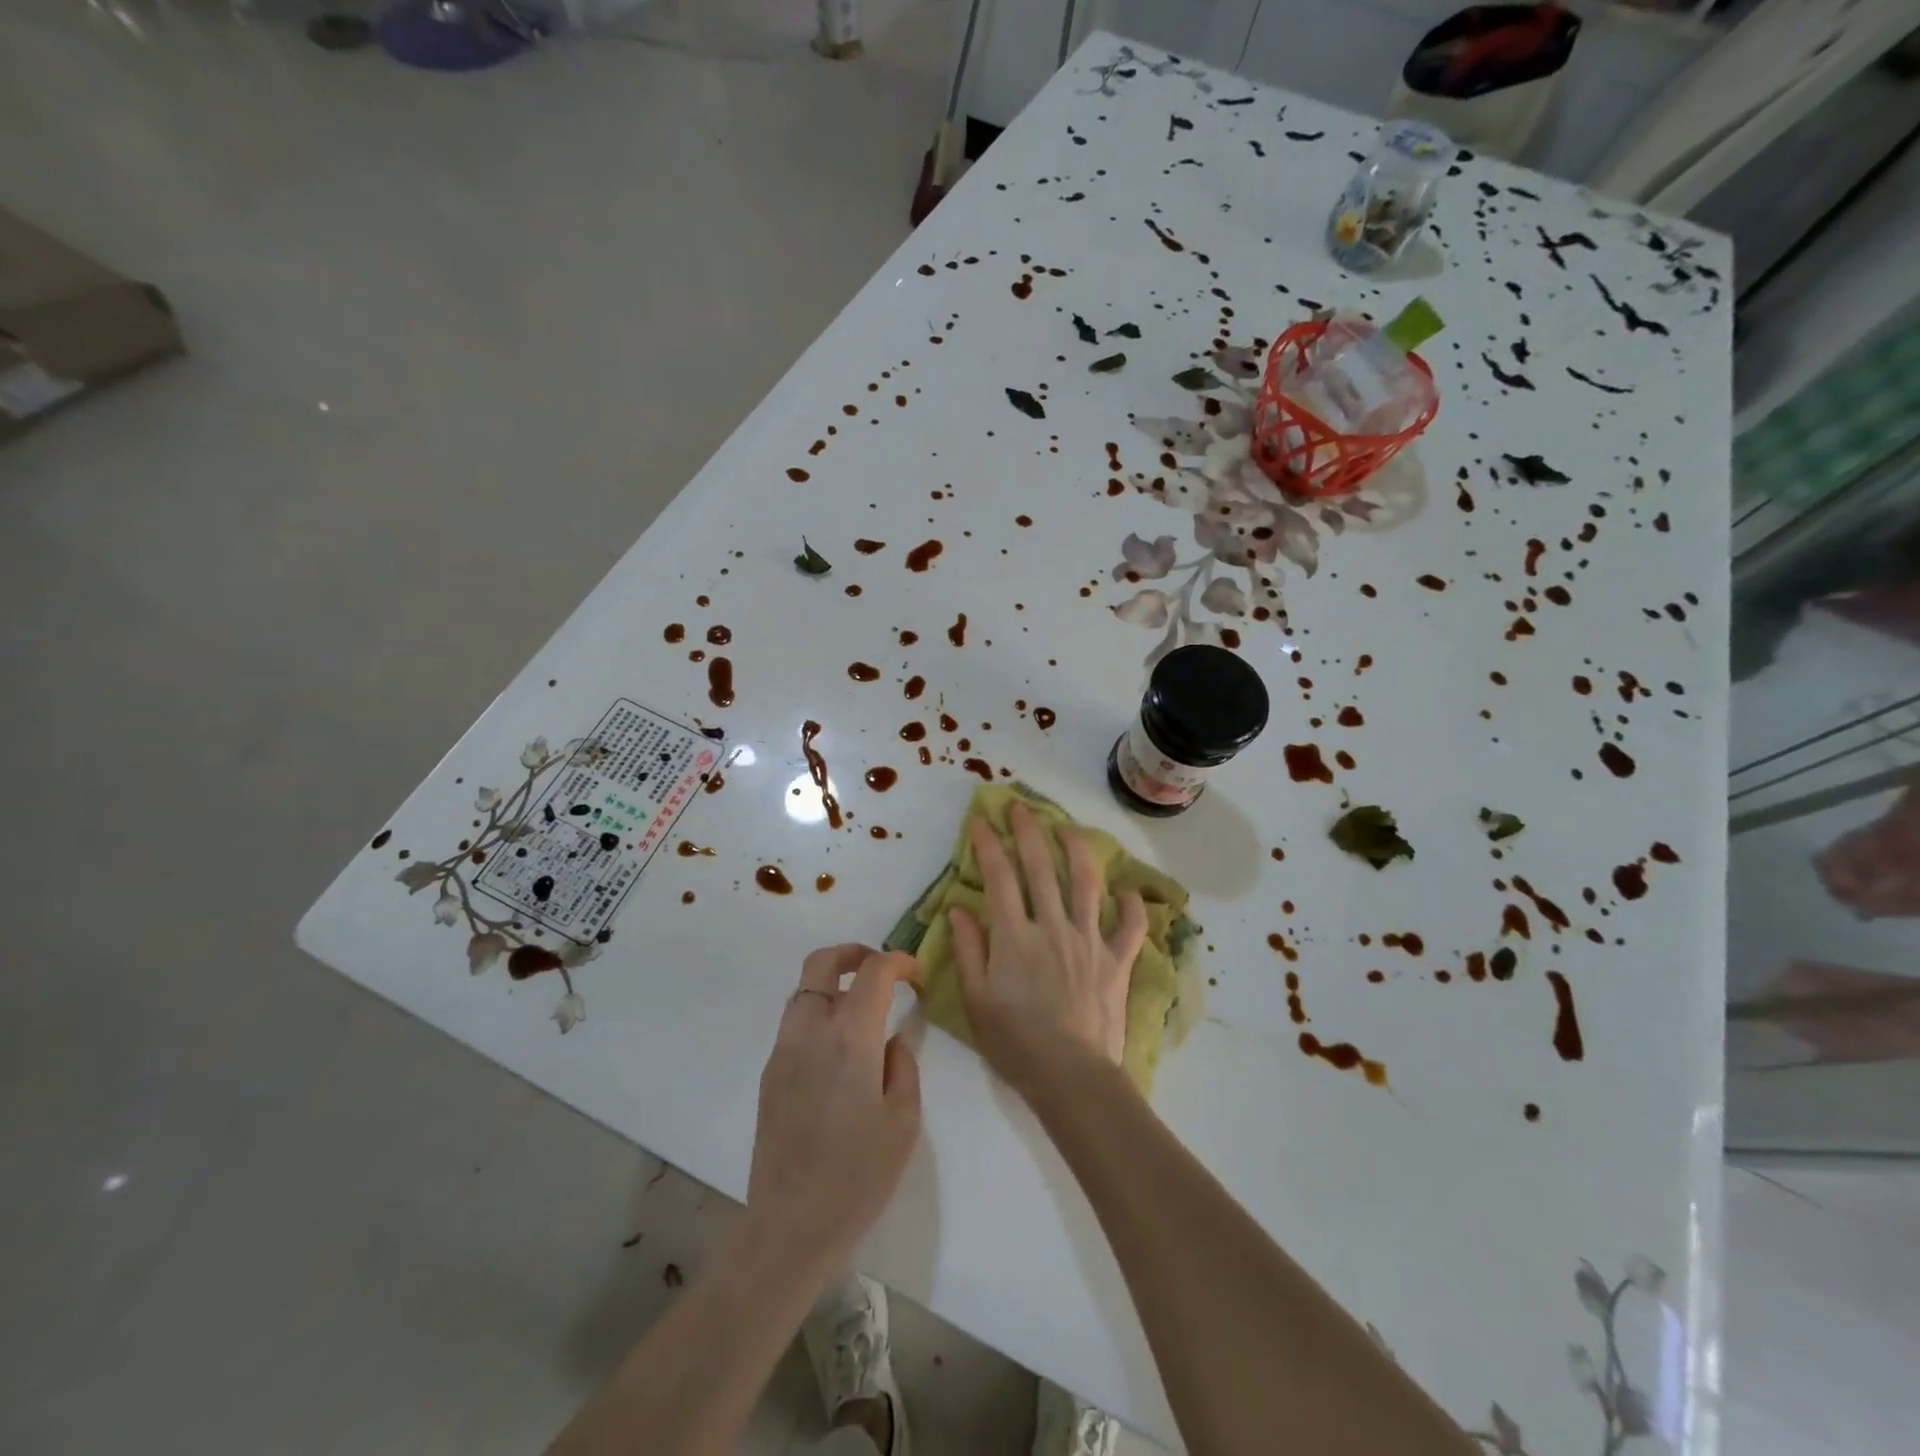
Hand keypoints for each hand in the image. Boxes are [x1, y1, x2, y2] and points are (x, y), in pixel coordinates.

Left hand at [747, 945, 920, 1272]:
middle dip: (854, 953)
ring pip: (804, 991)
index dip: (898, 961)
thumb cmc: (858, 1176)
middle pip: (822, 962)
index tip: (916, 975)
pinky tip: (841, 1053)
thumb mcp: (903, 1120)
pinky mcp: (770, 1073)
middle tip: (882, 969)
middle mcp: (810, 1031)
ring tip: (864, 1012)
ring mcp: (783, 1050)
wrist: (791, 1226)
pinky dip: (820, 1015)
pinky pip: (796, 1023)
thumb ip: (902, 1065)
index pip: (873, 972)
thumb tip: (893, 1039)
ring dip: (834, 985)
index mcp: (849, 1038)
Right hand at [948, 802, 1148, 1099]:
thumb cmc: (1015, 1042)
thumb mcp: (976, 999)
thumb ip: (968, 948)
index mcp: (1015, 936)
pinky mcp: (1116, 961)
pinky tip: (1127, 891)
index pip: (999, 878)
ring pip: (1085, 884)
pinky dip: (1131, 906)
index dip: (989, 846)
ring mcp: (1089, 941)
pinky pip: (1129, 927)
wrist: (1071, 1075)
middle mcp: (1052, 927)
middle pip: (1040, 869)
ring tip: (1070, 828)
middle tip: (1021, 806)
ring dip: (1077, 851)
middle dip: (1029, 832)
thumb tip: (958, 907)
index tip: (982, 821)